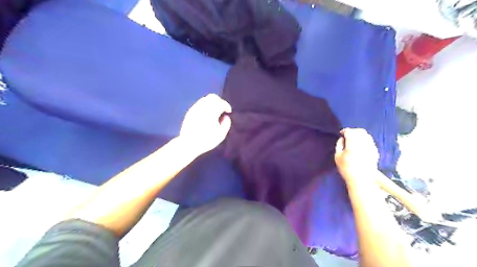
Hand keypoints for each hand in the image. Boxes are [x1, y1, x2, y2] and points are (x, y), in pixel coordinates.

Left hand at [179, 95, 232, 154]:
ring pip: (205, 99)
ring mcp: (195, 108)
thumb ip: (226, 124)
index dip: (227, 106)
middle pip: (213, 97)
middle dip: (219, 101)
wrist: (189, 144)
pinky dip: (205, 105)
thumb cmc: (206, 140)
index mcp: (212, 111)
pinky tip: (206, 113)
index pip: (221, 103)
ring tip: (214, 111)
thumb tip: (226, 117)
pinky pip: (199, 104)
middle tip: (222, 108)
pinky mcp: (190, 111)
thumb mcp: (221, 135)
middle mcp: (203, 107)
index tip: (229, 111)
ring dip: (211, 102)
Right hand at [333, 128, 378, 184]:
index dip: (344, 131)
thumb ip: (339, 145)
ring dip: (359, 134)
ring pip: (366, 134)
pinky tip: (361, 145)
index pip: (349, 131)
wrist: (361, 179)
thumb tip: (342, 139)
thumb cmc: (346, 168)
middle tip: (347, 136)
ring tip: (354, 140)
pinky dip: (365, 140)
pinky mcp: (375, 151)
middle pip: (359, 131)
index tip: (341, 134)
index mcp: (352, 144)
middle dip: (352, 131)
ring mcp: (371, 146)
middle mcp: (363, 143)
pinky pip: (370, 141)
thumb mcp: (337, 156)